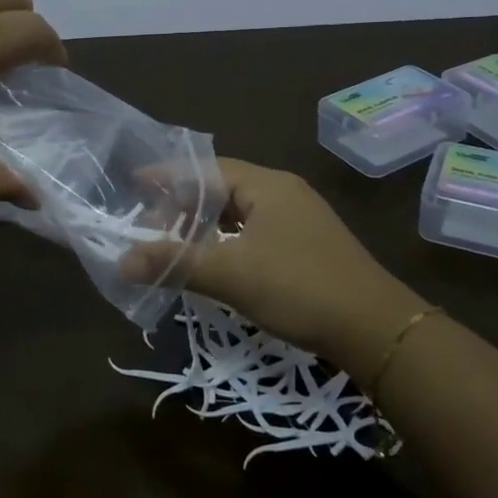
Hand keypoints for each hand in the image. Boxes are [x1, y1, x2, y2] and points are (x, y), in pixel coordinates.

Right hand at [122, 158, 420, 374]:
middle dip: (183, 206)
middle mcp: (283, 193)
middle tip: (150, 229)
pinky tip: (214, 264)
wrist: (375, 328)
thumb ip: (176, 263)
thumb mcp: (231, 274)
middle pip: (221, 189)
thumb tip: (121, 261)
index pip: (206, 169)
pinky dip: (227, 242)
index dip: (168, 176)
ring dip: (206, 227)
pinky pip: (254, 232)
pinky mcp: (306, 245)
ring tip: (175, 246)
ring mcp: (299, 219)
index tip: (134, 184)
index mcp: (267, 185)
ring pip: (239, 213)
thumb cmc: (299, 287)